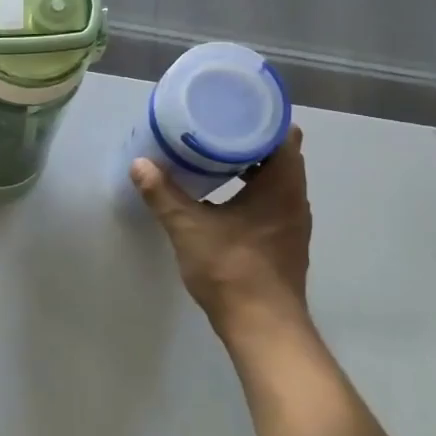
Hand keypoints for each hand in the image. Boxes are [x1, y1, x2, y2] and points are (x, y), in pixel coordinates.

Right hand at [130, 127, 312, 335]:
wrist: (263, 327)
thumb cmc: (232, 269)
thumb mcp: (189, 228)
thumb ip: (163, 194)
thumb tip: (140, 164)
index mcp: (282, 186)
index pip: (283, 135)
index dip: (261, 118)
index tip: (233, 108)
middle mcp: (296, 199)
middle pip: (280, 155)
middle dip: (249, 140)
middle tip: (214, 128)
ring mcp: (293, 223)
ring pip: (277, 181)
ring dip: (251, 167)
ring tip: (214, 157)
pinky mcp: (284, 242)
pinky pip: (273, 201)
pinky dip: (253, 191)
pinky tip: (223, 196)